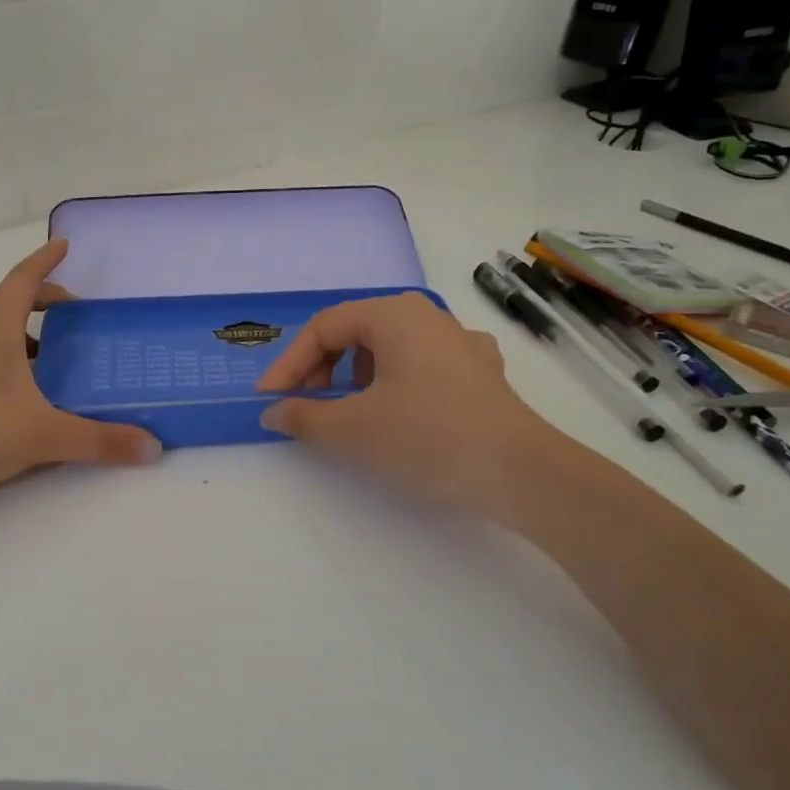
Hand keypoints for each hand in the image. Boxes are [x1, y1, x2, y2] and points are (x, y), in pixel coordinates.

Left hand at [0, 240, 160, 512]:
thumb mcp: (42, 436)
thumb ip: (99, 441)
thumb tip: (153, 447)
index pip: (22, 281)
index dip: (44, 260)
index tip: (64, 244)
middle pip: (3, 301)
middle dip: (38, 298)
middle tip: (69, 314)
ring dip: (13, 327)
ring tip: (43, 352)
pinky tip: (16, 392)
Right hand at [254, 292, 545, 512]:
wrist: (522, 474)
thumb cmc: (428, 437)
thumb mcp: (353, 429)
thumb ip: (303, 417)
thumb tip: (274, 413)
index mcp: (394, 314)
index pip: (324, 328)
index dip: (289, 363)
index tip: (268, 400)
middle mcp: (428, 316)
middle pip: (355, 332)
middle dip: (321, 368)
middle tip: (304, 405)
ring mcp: (460, 343)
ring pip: (389, 348)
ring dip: (355, 376)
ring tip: (346, 410)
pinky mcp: (481, 374)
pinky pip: (422, 366)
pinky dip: (395, 383)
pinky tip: (400, 406)